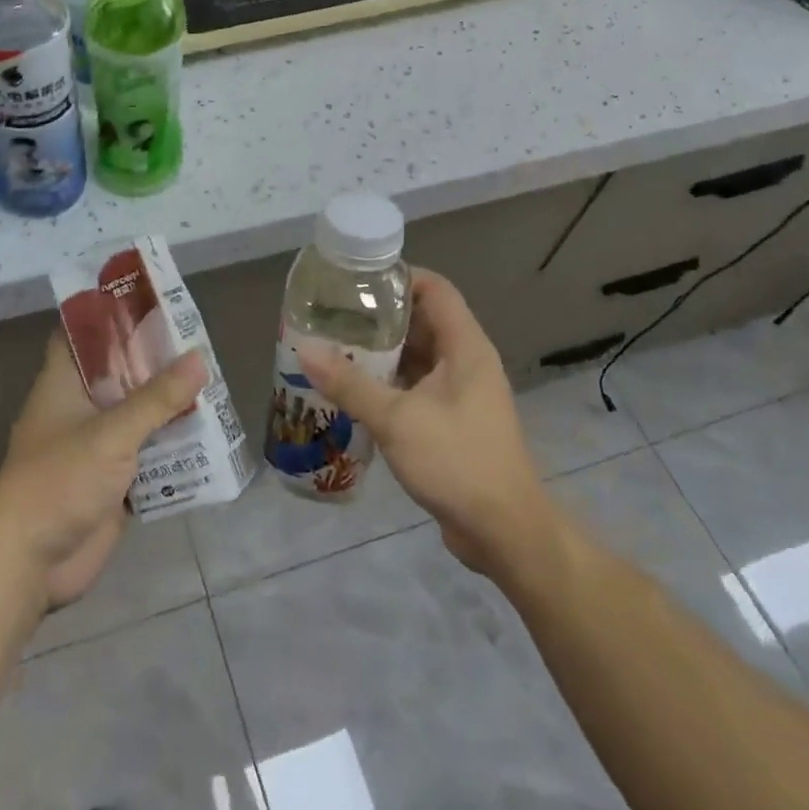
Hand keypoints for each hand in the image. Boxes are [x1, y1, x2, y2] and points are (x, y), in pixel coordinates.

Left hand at [0, 334, 206, 610]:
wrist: (29, 563)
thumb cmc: (59, 481)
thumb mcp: (111, 433)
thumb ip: (156, 398)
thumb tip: (199, 358)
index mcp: (64, 384)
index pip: (82, 334)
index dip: (111, 315)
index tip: (151, 300)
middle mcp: (80, 409)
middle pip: (120, 374)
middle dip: (155, 362)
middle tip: (200, 343)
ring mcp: (96, 447)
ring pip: (137, 415)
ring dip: (168, 406)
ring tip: (212, 384)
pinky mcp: (112, 482)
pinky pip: (147, 455)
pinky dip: (172, 447)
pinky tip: (207, 436)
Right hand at [300, 268, 549, 573]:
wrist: (504, 532)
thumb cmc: (457, 461)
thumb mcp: (397, 419)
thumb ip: (349, 383)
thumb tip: (304, 349)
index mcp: (465, 347)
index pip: (435, 290)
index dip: (398, 277)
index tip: (355, 280)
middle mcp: (465, 362)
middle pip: (421, 321)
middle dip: (378, 317)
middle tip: (332, 316)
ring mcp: (460, 394)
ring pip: (416, 358)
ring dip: (380, 353)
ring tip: (333, 349)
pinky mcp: (451, 422)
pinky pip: (416, 387)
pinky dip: (387, 384)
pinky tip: (351, 391)